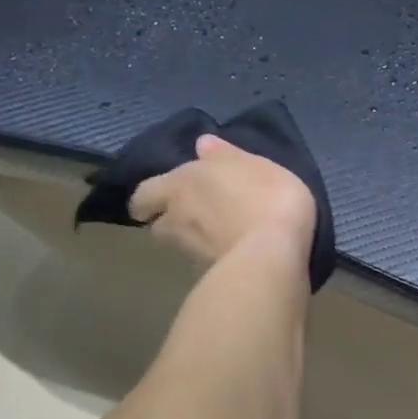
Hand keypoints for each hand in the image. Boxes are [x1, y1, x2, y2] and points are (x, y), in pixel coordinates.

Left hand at [129, 135, 315, 269]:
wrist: (273, 253)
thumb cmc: (266, 196)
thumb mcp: (254, 163)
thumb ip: (226, 155)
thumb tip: (202, 144)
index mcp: (180, 183)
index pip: (144, 194)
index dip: (152, 198)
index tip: (163, 199)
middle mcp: (175, 217)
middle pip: (157, 224)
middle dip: (166, 221)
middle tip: (187, 219)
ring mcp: (190, 251)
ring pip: (179, 244)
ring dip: (191, 240)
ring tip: (215, 237)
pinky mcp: (209, 275)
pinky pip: (204, 262)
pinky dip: (214, 257)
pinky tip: (235, 254)